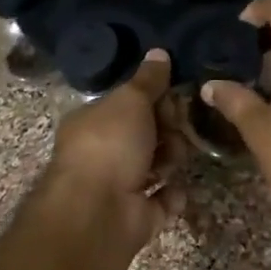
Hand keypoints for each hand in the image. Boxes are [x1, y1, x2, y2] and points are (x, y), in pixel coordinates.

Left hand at [39, 49, 186, 259]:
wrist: (97, 212)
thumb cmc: (110, 145)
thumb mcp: (131, 100)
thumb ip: (148, 79)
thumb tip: (159, 52)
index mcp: (93, 122)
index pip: (129, 104)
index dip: (154, 98)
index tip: (174, 96)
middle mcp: (103, 153)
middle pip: (146, 134)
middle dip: (167, 130)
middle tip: (177, 129)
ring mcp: (118, 187)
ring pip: (157, 165)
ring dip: (171, 160)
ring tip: (174, 160)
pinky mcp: (136, 217)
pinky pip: (162, 201)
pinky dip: (172, 196)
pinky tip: (176, 189)